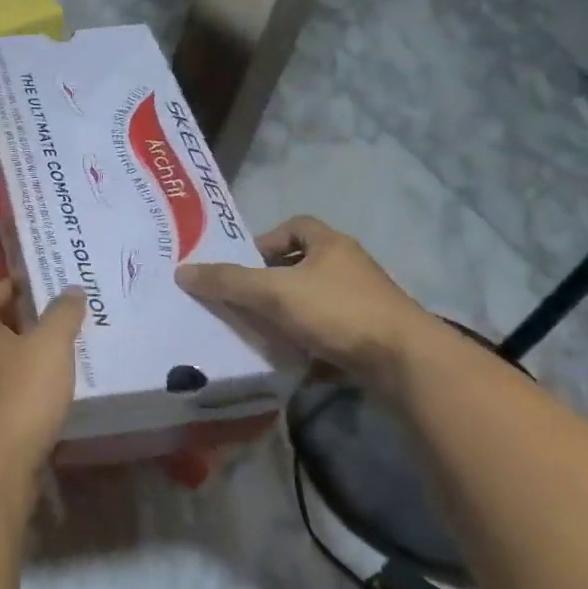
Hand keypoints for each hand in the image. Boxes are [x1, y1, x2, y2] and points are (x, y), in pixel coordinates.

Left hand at [0, 280, 85, 511]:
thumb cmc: (21, 395)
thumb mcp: (50, 346)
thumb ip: (62, 315)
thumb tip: (71, 289)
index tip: (28, 286)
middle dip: (19, 323)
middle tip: (55, 318)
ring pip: (1, 366)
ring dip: (26, 357)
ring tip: (62, 354)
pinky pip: (11, 396)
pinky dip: (30, 390)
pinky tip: (56, 395)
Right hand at [175, 216, 428, 379]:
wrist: (406, 362)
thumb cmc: (338, 311)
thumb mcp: (274, 292)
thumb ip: (228, 281)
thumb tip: (182, 271)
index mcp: (330, 245)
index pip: (295, 226)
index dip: (265, 241)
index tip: (245, 265)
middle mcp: (350, 267)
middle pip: (303, 266)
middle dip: (273, 283)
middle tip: (245, 301)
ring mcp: (365, 303)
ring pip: (316, 302)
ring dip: (289, 316)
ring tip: (262, 333)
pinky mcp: (373, 337)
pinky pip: (331, 334)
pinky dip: (310, 345)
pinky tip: (293, 362)